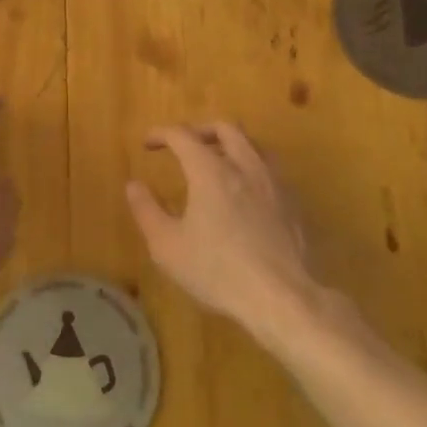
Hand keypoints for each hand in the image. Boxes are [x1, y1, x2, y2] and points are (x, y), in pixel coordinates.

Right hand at [125, 122, 319, 328]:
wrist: (282, 298)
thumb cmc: (218, 270)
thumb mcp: (167, 246)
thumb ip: (147, 211)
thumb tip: (134, 185)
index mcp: (210, 171)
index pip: (183, 135)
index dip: (162, 134)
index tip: (148, 143)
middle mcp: (244, 167)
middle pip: (225, 128)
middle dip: (200, 130)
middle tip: (185, 145)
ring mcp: (273, 184)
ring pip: (253, 144)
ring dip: (231, 144)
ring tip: (217, 162)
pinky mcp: (293, 204)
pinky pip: (270, 170)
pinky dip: (251, 168)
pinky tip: (245, 192)